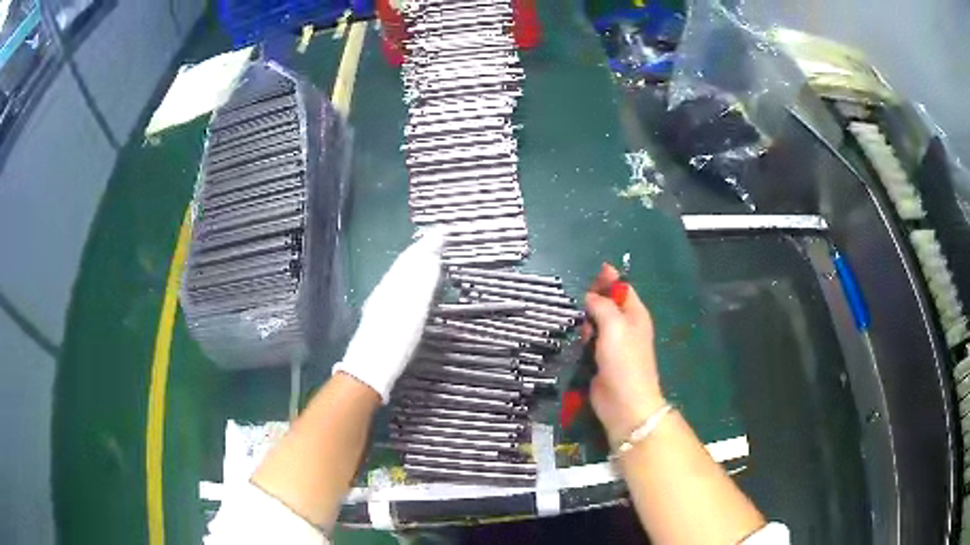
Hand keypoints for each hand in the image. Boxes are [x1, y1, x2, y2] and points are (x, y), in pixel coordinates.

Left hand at [332, 229, 444, 401]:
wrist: (370, 366)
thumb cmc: (394, 341)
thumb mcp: (414, 311)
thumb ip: (422, 284)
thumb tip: (431, 258)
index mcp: (394, 285)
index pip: (411, 258)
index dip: (426, 245)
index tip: (440, 232)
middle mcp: (387, 288)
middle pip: (404, 264)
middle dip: (420, 250)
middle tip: (436, 238)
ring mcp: (382, 301)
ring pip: (400, 274)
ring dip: (414, 262)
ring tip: (426, 255)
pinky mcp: (381, 313)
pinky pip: (397, 286)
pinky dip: (407, 277)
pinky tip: (411, 284)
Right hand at [584, 263, 664, 445]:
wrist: (623, 402)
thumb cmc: (624, 360)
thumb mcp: (614, 325)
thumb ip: (601, 306)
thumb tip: (590, 297)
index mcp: (636, 315)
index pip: (623, 289)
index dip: (609, 280)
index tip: (592, 274)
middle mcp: (626, 327)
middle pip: (607, 305)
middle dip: (593, 302)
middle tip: (580, 304)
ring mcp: (613, 345)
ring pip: (595, 324)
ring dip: (586, 322)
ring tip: (578, 326)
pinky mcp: (600, 360)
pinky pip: (589, 342)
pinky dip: (582, 339)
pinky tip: (576, 340)